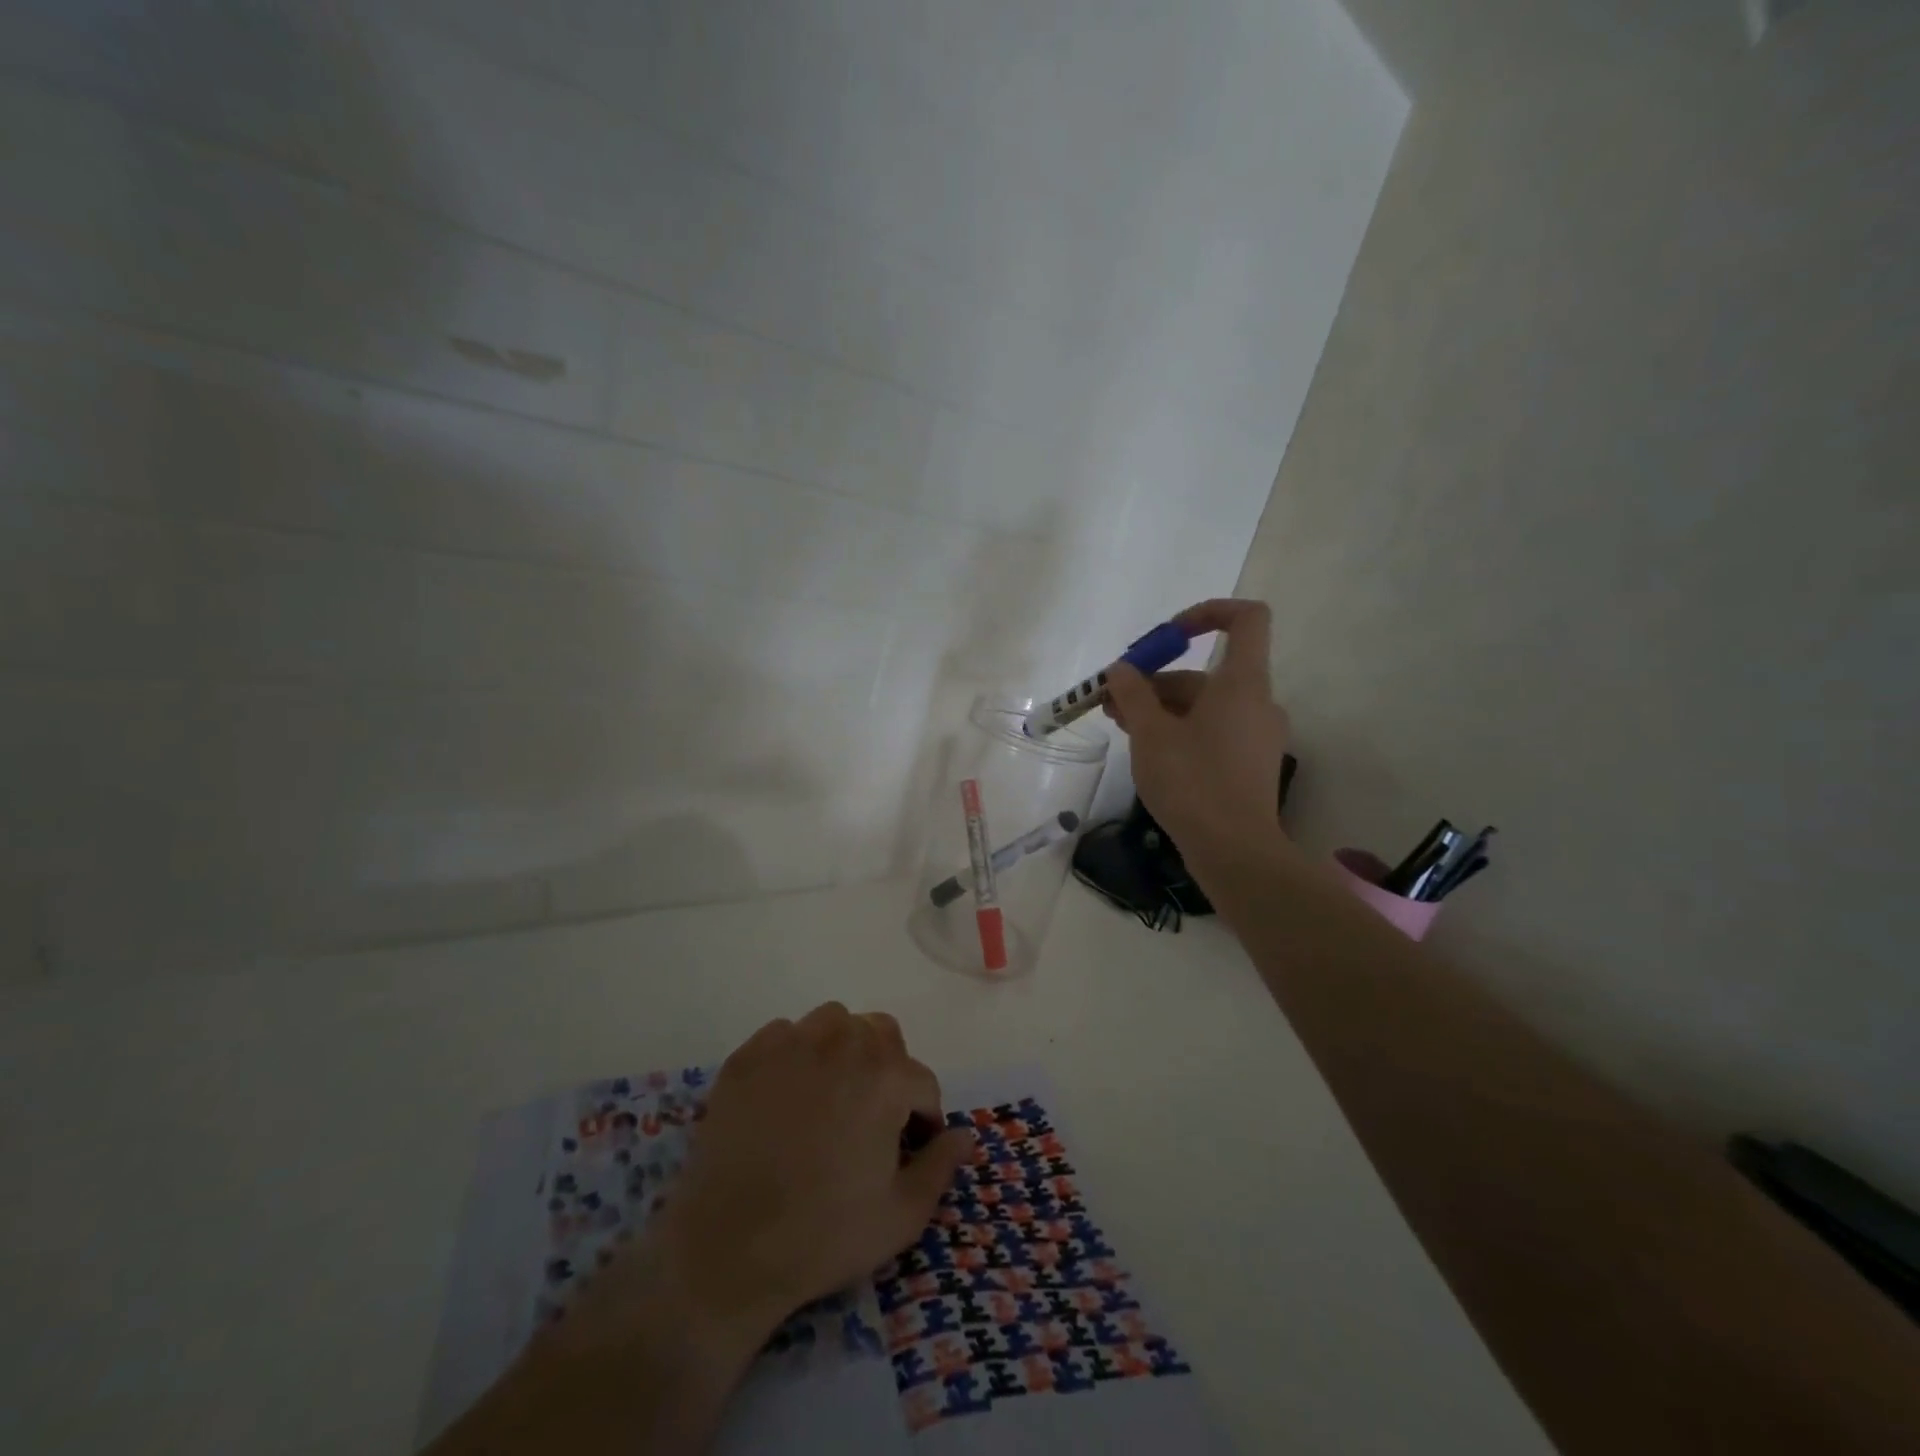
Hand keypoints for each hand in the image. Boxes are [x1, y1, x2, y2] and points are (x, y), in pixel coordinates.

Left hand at [561, 1004, 972, 1363]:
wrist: (727, 1250)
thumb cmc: (824, 1235)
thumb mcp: (901, 1215)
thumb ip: (941, 1165)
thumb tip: (967, 1134)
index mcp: (885, 1076)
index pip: (922, 1082)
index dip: (923, 1119)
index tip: (908, 1150)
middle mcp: (842, 1043)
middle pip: (882, 1035)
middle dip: (888, 1070)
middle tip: (871, 1120)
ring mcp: (790, 1043)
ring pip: (834, 1022)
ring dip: (843, 1050)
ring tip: (831, 1098)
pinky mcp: (748, 1055)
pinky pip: (786, 1034)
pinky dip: (796, 1055)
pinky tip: (786, 1098)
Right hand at [1104, 598, 1292, 864]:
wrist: (1234, 851)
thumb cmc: (1192, 781)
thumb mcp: (1150, 733)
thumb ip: (1133, 694)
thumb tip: (1121, 670)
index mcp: (1243, 683)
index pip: (1246, 619)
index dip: (1207, 613)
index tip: (1167, 636)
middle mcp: (1258, 703)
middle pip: (1208, 673)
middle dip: (1157, 680)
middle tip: (1114, 700)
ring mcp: (1256, 736)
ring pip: (1205, 706)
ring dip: (1162, 708)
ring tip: (1120, 726)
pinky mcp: (1249, 765)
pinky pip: (1213, 731)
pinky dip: (1181, 731)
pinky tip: (1148, 751)